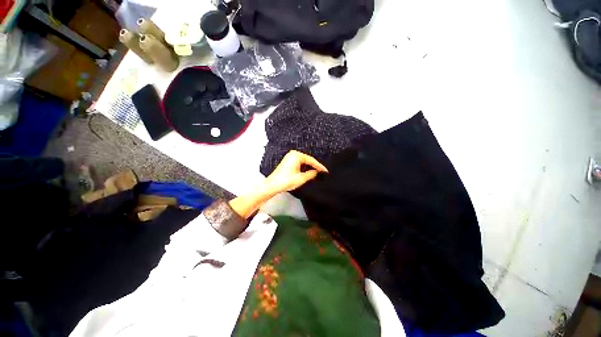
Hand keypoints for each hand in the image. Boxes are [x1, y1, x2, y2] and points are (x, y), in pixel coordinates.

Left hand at [263, 150, 327, 194]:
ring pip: (303, 162)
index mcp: (296, 155)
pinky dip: (304, 168)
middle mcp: (293, 154)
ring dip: (309, 168)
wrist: (272, 185)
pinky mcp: (288, 162)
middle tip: (322, 172)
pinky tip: (308, 172)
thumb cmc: (286, 181)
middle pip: (307, 160)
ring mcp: (289, 158)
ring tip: (317, 173)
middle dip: (314, 166)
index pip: (311, 160)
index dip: (319, 166)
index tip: (325, 171)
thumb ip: (311, 174)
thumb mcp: (301, 178)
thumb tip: (317, 172)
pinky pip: (299, 163)